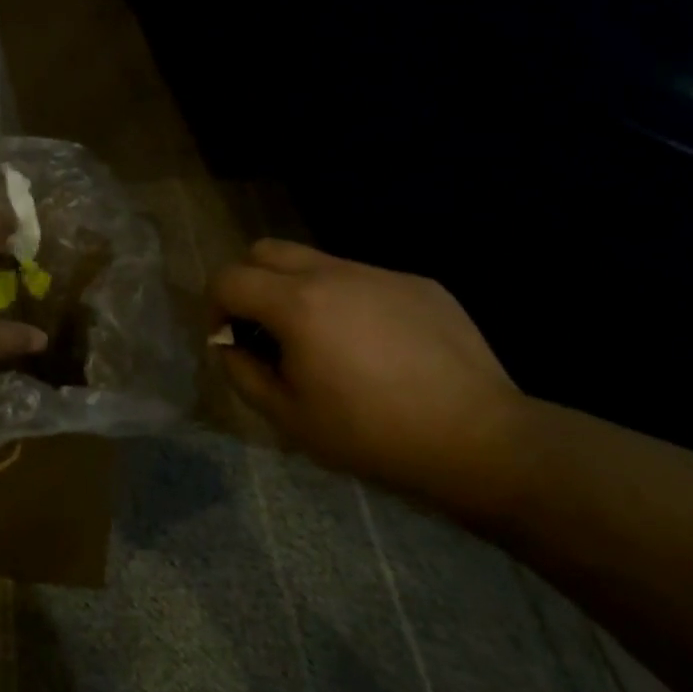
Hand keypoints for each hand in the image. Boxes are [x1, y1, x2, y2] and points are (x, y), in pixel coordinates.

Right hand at [209, 239, 528, 514]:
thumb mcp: (288, 417)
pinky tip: (376, 347)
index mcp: (297, 304)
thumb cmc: (371, 434)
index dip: (213, 307)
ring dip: (299, 291)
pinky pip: (363, 279)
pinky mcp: (419, 284)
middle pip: (266, 251)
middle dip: (250, 283)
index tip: (229, 340)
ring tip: (323, 341)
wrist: (479, 440)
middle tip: (265, 329)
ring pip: (316, 262)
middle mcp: (334, 274)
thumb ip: (242, 372)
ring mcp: (380, 274)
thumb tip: (230, 344)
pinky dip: (348, 301)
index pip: (228, 278)